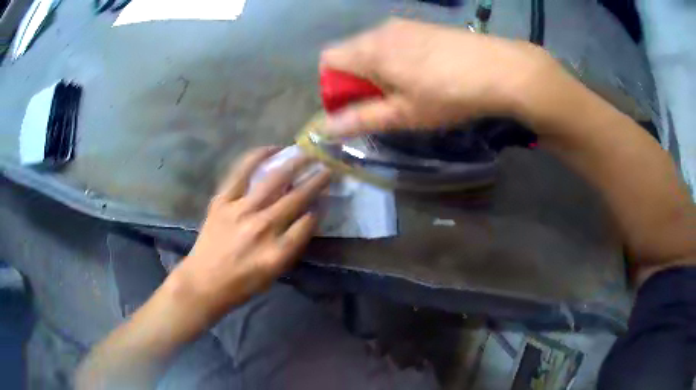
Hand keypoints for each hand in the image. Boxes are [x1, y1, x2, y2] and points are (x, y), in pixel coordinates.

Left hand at [173, 147, 330, 320]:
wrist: (204, 282)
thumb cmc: (242, 283)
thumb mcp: (274, 274)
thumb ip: (293, 245)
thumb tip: (307, 217)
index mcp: (277, 252)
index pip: (308, 222)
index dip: (319, 208)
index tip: (325, 198)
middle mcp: (262, 228)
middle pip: (296, 198)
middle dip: (316, 180)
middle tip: (327, 167)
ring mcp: (240, 211)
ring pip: (273, 180)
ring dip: (294, 164)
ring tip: (307, 154)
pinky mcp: (222, 201)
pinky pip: (241, 172)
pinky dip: (257, 157)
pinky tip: (272, 149)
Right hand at [320, 18, 557, 136]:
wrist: (500, 69)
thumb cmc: (447, 94)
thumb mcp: (403, 114)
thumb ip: (361, 119)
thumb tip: (326, 129)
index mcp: (369, 49)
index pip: (328, 60)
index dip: (332, 85)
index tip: (354, 106)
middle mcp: (381, 30)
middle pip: (350, 52)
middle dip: (356, 79)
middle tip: (384, 103)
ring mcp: (405, 24)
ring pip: (375, 46)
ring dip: (378, 69)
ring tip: (407, 90)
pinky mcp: (425, 26)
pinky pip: (396, 41)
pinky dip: (397, 58)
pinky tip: (424, 74)